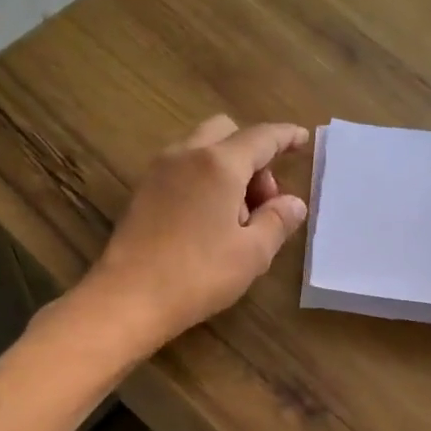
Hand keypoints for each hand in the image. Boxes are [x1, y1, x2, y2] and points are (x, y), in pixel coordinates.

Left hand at [80, 115, 309, 348]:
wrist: (127, 298)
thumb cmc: (198, 275)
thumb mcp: (252, 253)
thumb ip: (277, 221)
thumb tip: (293, 203)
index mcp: (219, 164)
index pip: (261, 137)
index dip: (285, 136)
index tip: (302, 139)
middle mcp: (186, 155)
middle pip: (226, 132)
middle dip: (252, 155)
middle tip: (263, 200)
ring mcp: (158, 171)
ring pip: (200, 149)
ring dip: (226, 168)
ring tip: (236, 218)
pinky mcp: (141, 192)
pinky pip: (181, 168)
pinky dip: (202, 179)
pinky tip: (207, 221)